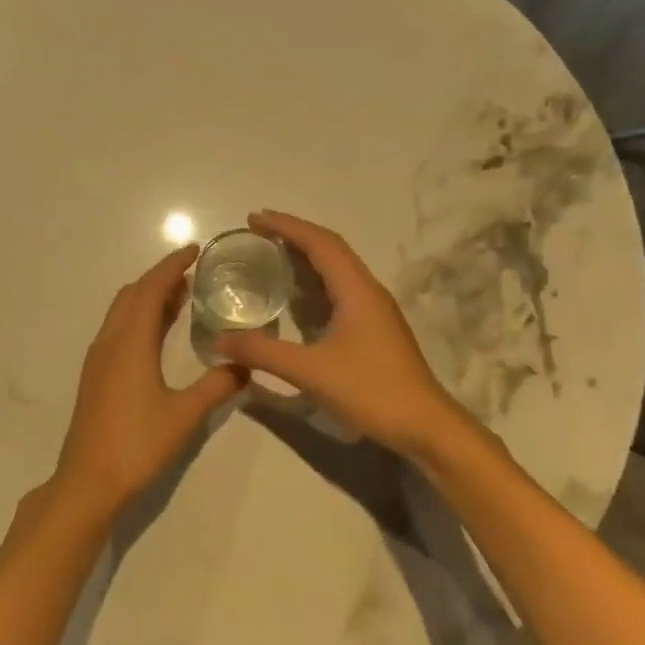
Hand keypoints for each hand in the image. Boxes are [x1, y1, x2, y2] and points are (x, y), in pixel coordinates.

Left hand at [53, 245, 248, 514]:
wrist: (88, 482)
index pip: (151, 289)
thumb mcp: (185, 416)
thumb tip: (245, 365)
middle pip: (132, 294)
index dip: (171, 266)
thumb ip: (216, 386)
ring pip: (121, 312)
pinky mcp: (95, 376)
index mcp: (130, 342)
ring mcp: (98, 359)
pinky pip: (117, 329)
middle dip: (160, 278)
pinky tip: (157, 336)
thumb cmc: (137, 445)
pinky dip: (138, 318)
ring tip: (181, 299)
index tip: (193, 250)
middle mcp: (110, 342)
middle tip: (192, 276)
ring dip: (147, 298)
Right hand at [214, 210, 471, 460]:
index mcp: (356, 290)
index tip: (254, 218)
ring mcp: (375, 310)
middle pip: (330, 248)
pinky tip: (297, 296)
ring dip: (306, 255)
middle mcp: (368, 291)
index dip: (286, 226)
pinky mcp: (375, 328)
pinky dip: (315, 281)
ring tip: (272, 254)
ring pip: (338, 269)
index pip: (320, 243)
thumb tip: (219, 340)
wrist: (425, 426)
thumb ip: (263, 353)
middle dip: (294, 234)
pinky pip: (340, 289)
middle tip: (257, 231)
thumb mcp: (310, 371)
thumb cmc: (371, 391)